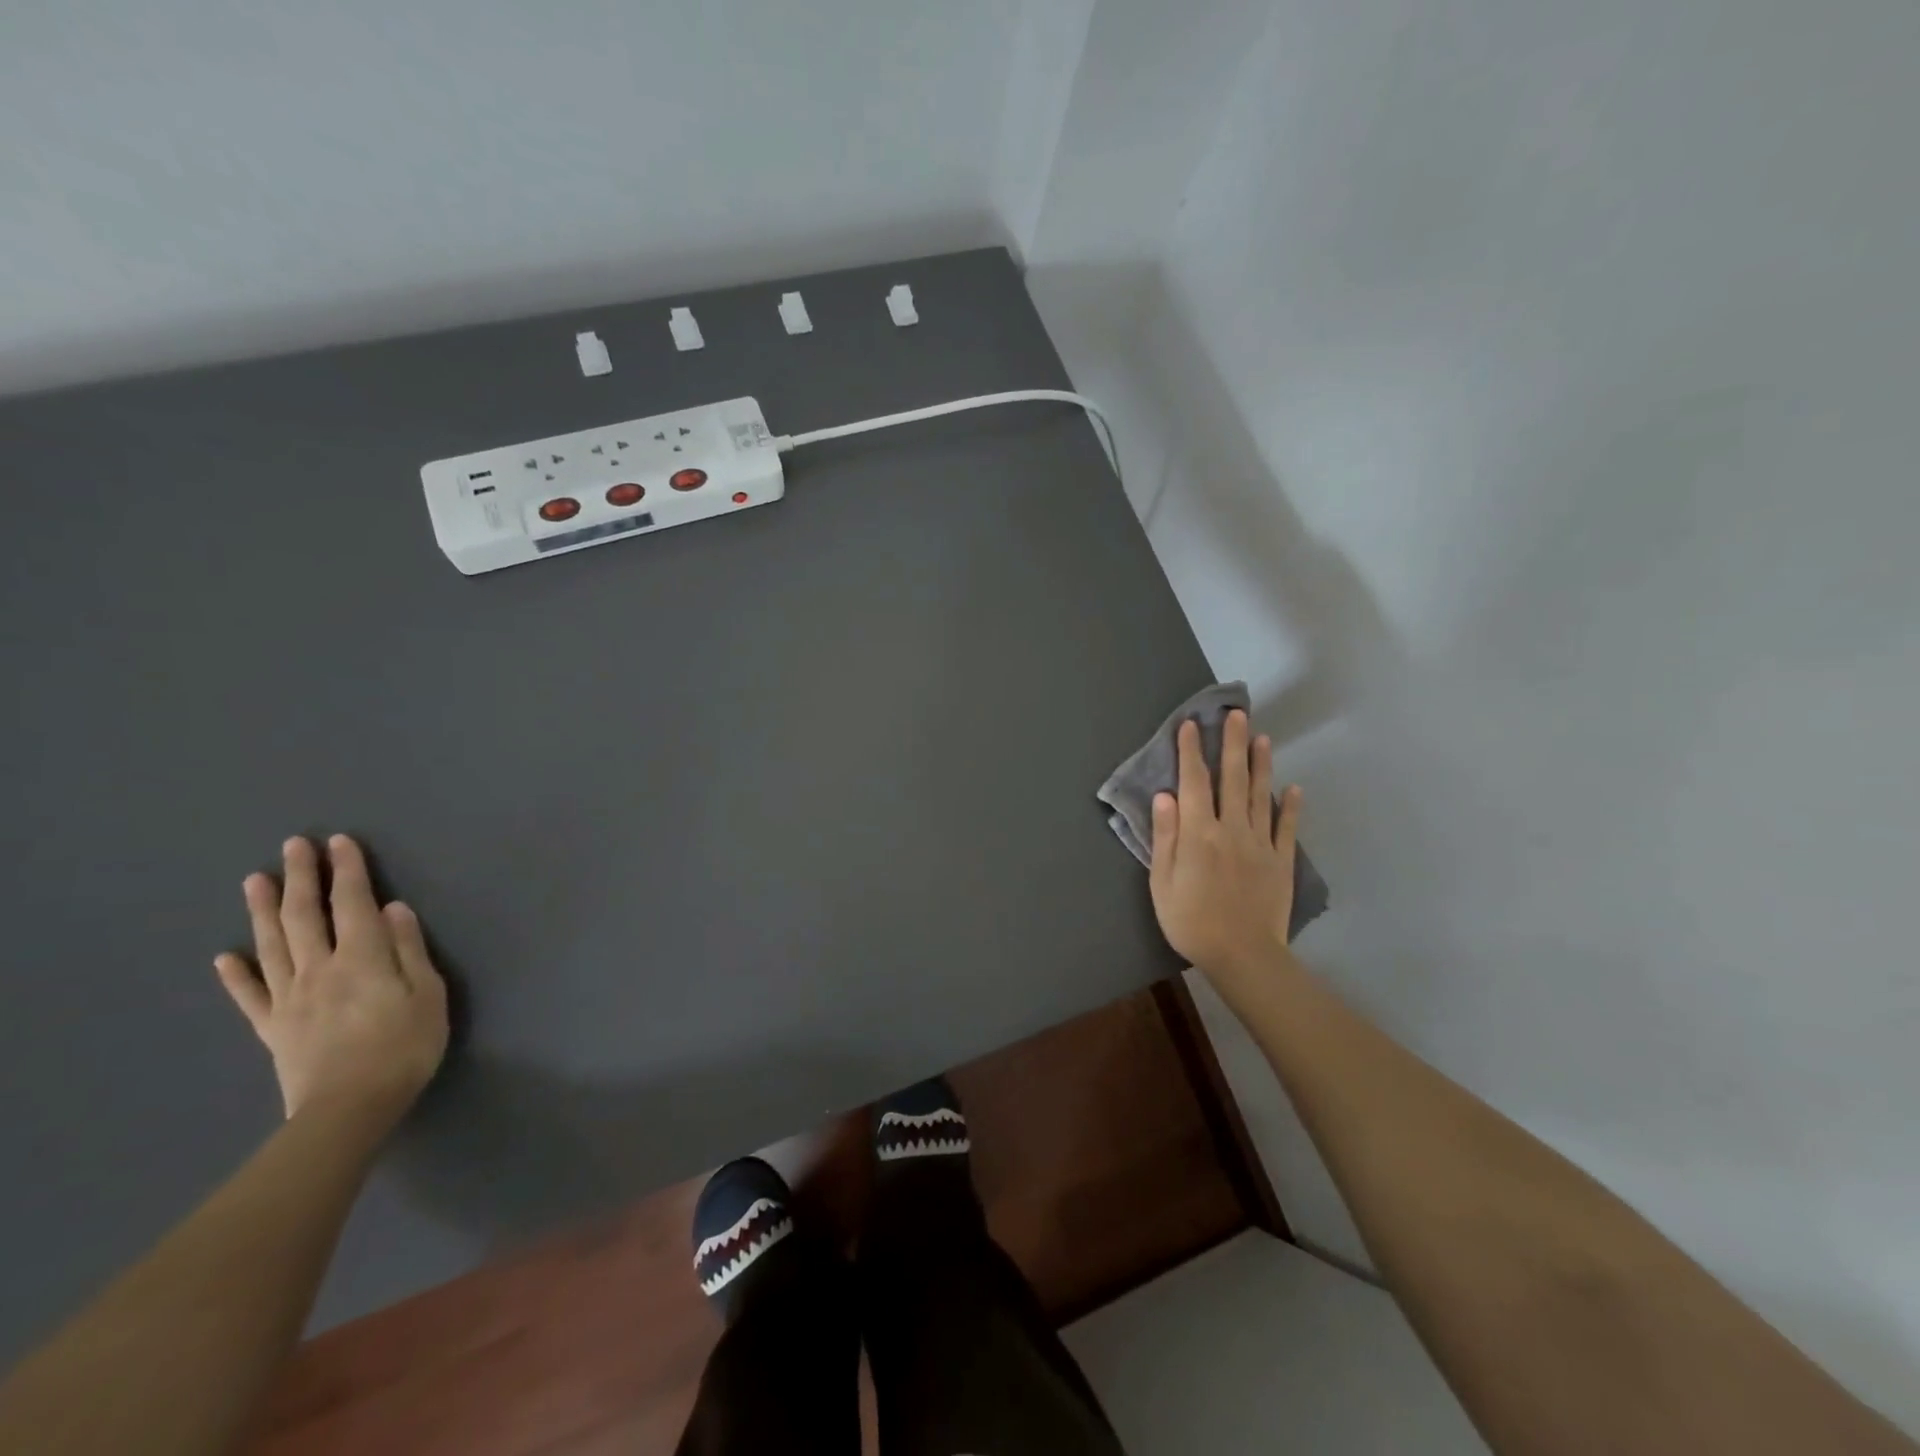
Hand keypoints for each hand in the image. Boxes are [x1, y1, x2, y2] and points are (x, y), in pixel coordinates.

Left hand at [215, 835, 448, 1123]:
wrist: (350, 1109)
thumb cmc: (405, 1047)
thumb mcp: (427, 994)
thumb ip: (409, 949)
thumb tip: (393, 908)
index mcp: (362, 959)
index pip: (353, 904)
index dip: (347, 871)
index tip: (340, 842)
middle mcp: (319, 969)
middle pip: (305, 916)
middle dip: (302, 877)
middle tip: (294, 845)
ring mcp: (290, 998)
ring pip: (272, 946)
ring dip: (263, 910)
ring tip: (256, 880)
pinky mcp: (273, 1028)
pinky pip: (250, 996)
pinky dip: (236, 974)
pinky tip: (225, 957)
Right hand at [1149, 710, 1302, 986]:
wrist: (1242, 955)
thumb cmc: (1191, 921)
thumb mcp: (1161, 882)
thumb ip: (1165, 836)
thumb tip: (1164, 795)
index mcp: (1198, 833)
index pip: (1193, 782)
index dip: (1191, 752)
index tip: (1190, 725)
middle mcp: (1231, 828)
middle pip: (1232, 778)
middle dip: (1232, 743)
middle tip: (1236, 713)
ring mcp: (1260, 843)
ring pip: (1261, 795)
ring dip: (1261, 764)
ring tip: (1262, 737)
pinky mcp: (1281, 860)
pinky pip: (1286, 827)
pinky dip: (1290, 806)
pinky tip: (1293, 788)